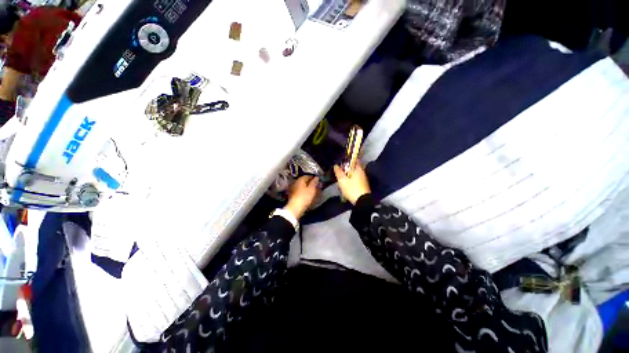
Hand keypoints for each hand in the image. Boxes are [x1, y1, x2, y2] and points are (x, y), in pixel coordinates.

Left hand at [285, 176, 319, 219]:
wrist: (295, 208)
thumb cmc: (304, 197)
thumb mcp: (312, 189)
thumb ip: (314, 182)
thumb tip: (316, 177)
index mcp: (300, 179)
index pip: (308, 176)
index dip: (313, 178)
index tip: (318, 181)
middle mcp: (295, 182)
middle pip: (304, 181)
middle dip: (310, 183)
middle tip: (317, 186)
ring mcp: (293, 189)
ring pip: (302, 187)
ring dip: (308, 188)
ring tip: (314, 192)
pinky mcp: (293, 195)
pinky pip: (300, 192)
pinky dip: (305, 192)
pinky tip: (308, 196)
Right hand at [334, 163, 370, 204]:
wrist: (362, 202)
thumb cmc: (352, 189)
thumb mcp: (342, 181)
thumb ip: (339, 172)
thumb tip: (336, 165)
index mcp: (358, 169)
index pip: (354, 160)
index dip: (348, 159)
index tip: (342, 160)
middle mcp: (362, 173)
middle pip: (354, 168)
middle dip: (348, 168)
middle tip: (340, 169)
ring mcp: (364, 180)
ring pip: (355, 174)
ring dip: (349, 174)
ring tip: (342, 177)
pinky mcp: (364, 186)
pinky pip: (357, 179)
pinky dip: (352, 179)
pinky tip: (347, 183)